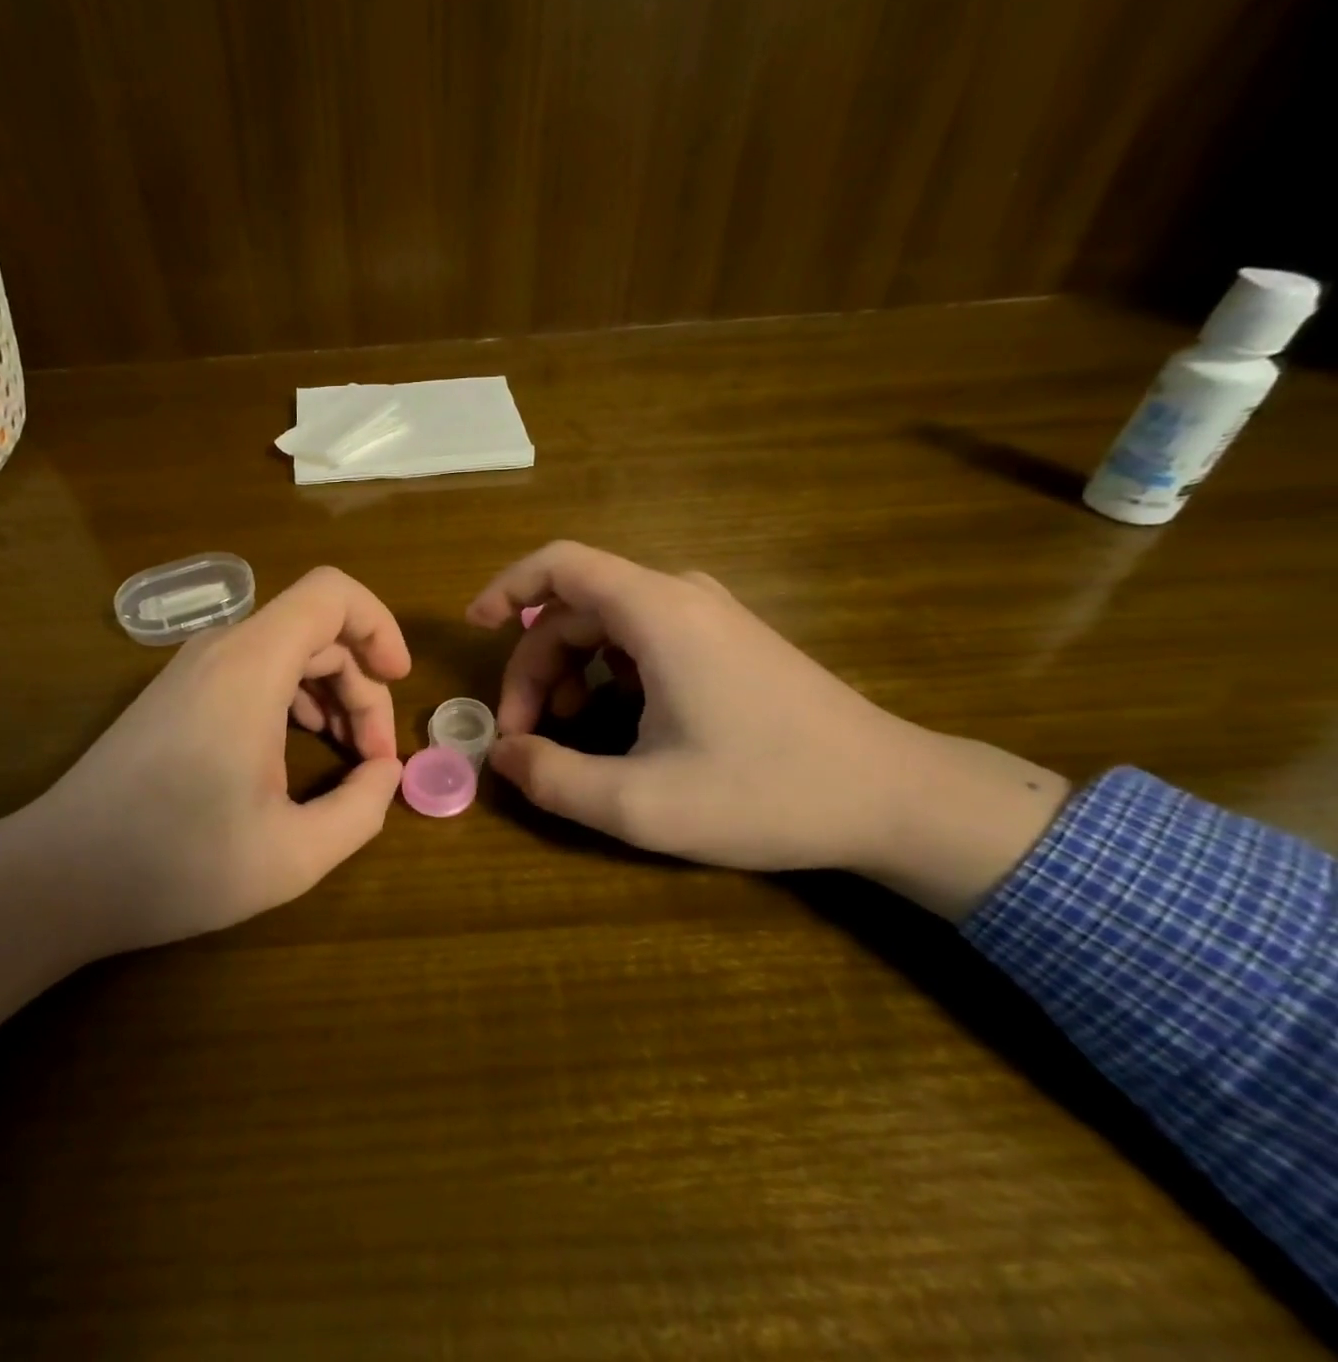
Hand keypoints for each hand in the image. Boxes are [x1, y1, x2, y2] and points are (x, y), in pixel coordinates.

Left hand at [0, 565, 408, 955]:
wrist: (59, 876)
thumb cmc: (177, 864)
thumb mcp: (293, 855)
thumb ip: (361, 810)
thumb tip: (386, 774)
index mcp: (252, 667)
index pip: (332, 594)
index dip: (379, 625)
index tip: (400, 682)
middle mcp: (222, 650)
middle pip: (317, 629)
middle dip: (362, 683)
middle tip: (375, 757)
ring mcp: (193, 668)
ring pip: (287, 648)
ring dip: (331, 691)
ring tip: (348, 753)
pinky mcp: (178, 692)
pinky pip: (254, 668)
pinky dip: (293, 696)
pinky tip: (299, 746)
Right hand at [466, 542, 1069, 919]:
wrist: (896, 798)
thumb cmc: (768, 794)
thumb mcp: (642, 803)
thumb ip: (554, 779)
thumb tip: (501, 756)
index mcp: (658, 614)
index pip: (560, 565)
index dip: (506, 587)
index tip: (473, 628)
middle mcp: (682, 597)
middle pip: (576, 608)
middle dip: (535, 665)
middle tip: (523, 733)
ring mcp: (710, 617)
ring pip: (607, 626)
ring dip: (569, 671)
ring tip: (567, 731)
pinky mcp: (728, 643)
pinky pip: (643, 640)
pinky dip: (608, 674)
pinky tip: (619, 725)